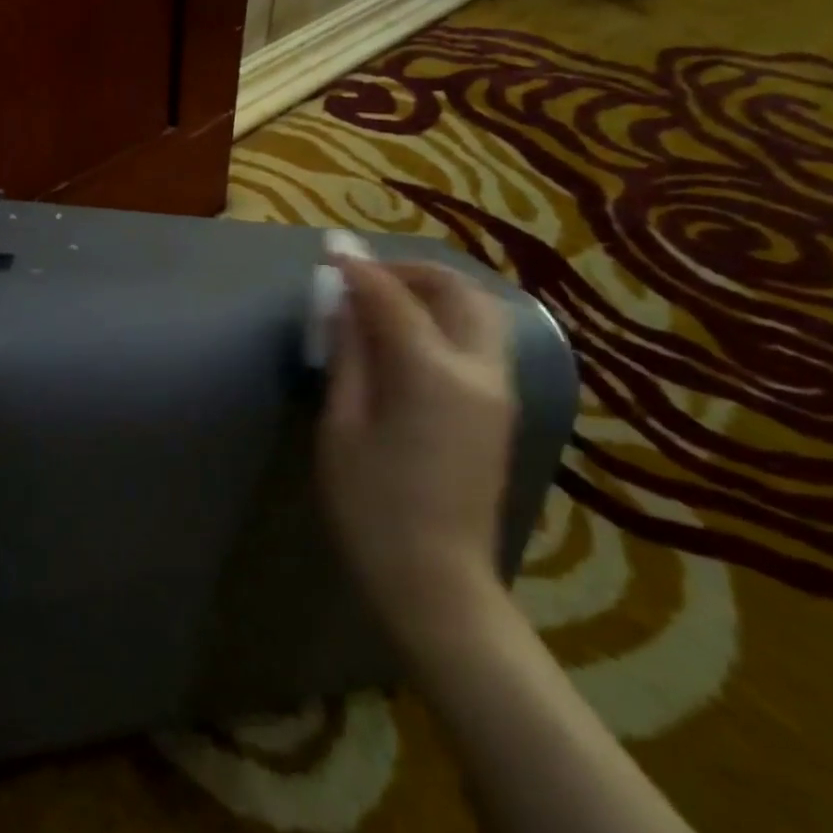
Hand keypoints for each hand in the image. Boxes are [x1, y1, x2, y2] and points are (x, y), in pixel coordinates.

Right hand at [318, 258, 517, 660]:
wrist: (436, 580)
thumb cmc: (372, 507)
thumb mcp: (342, 428)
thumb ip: (348, 358)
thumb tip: (343, 306)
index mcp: (431, 374)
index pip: (393, 299)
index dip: (359, 270)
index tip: (330, 252)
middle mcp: (478, 371)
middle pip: (457, 292)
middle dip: (410, 271)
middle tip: (364, 275)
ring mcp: (499, 391)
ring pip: (479, 312)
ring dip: (435, 291)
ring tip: (388, 299)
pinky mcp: (501, 410)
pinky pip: (482, 340)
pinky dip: (449, 318)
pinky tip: (413, 334)